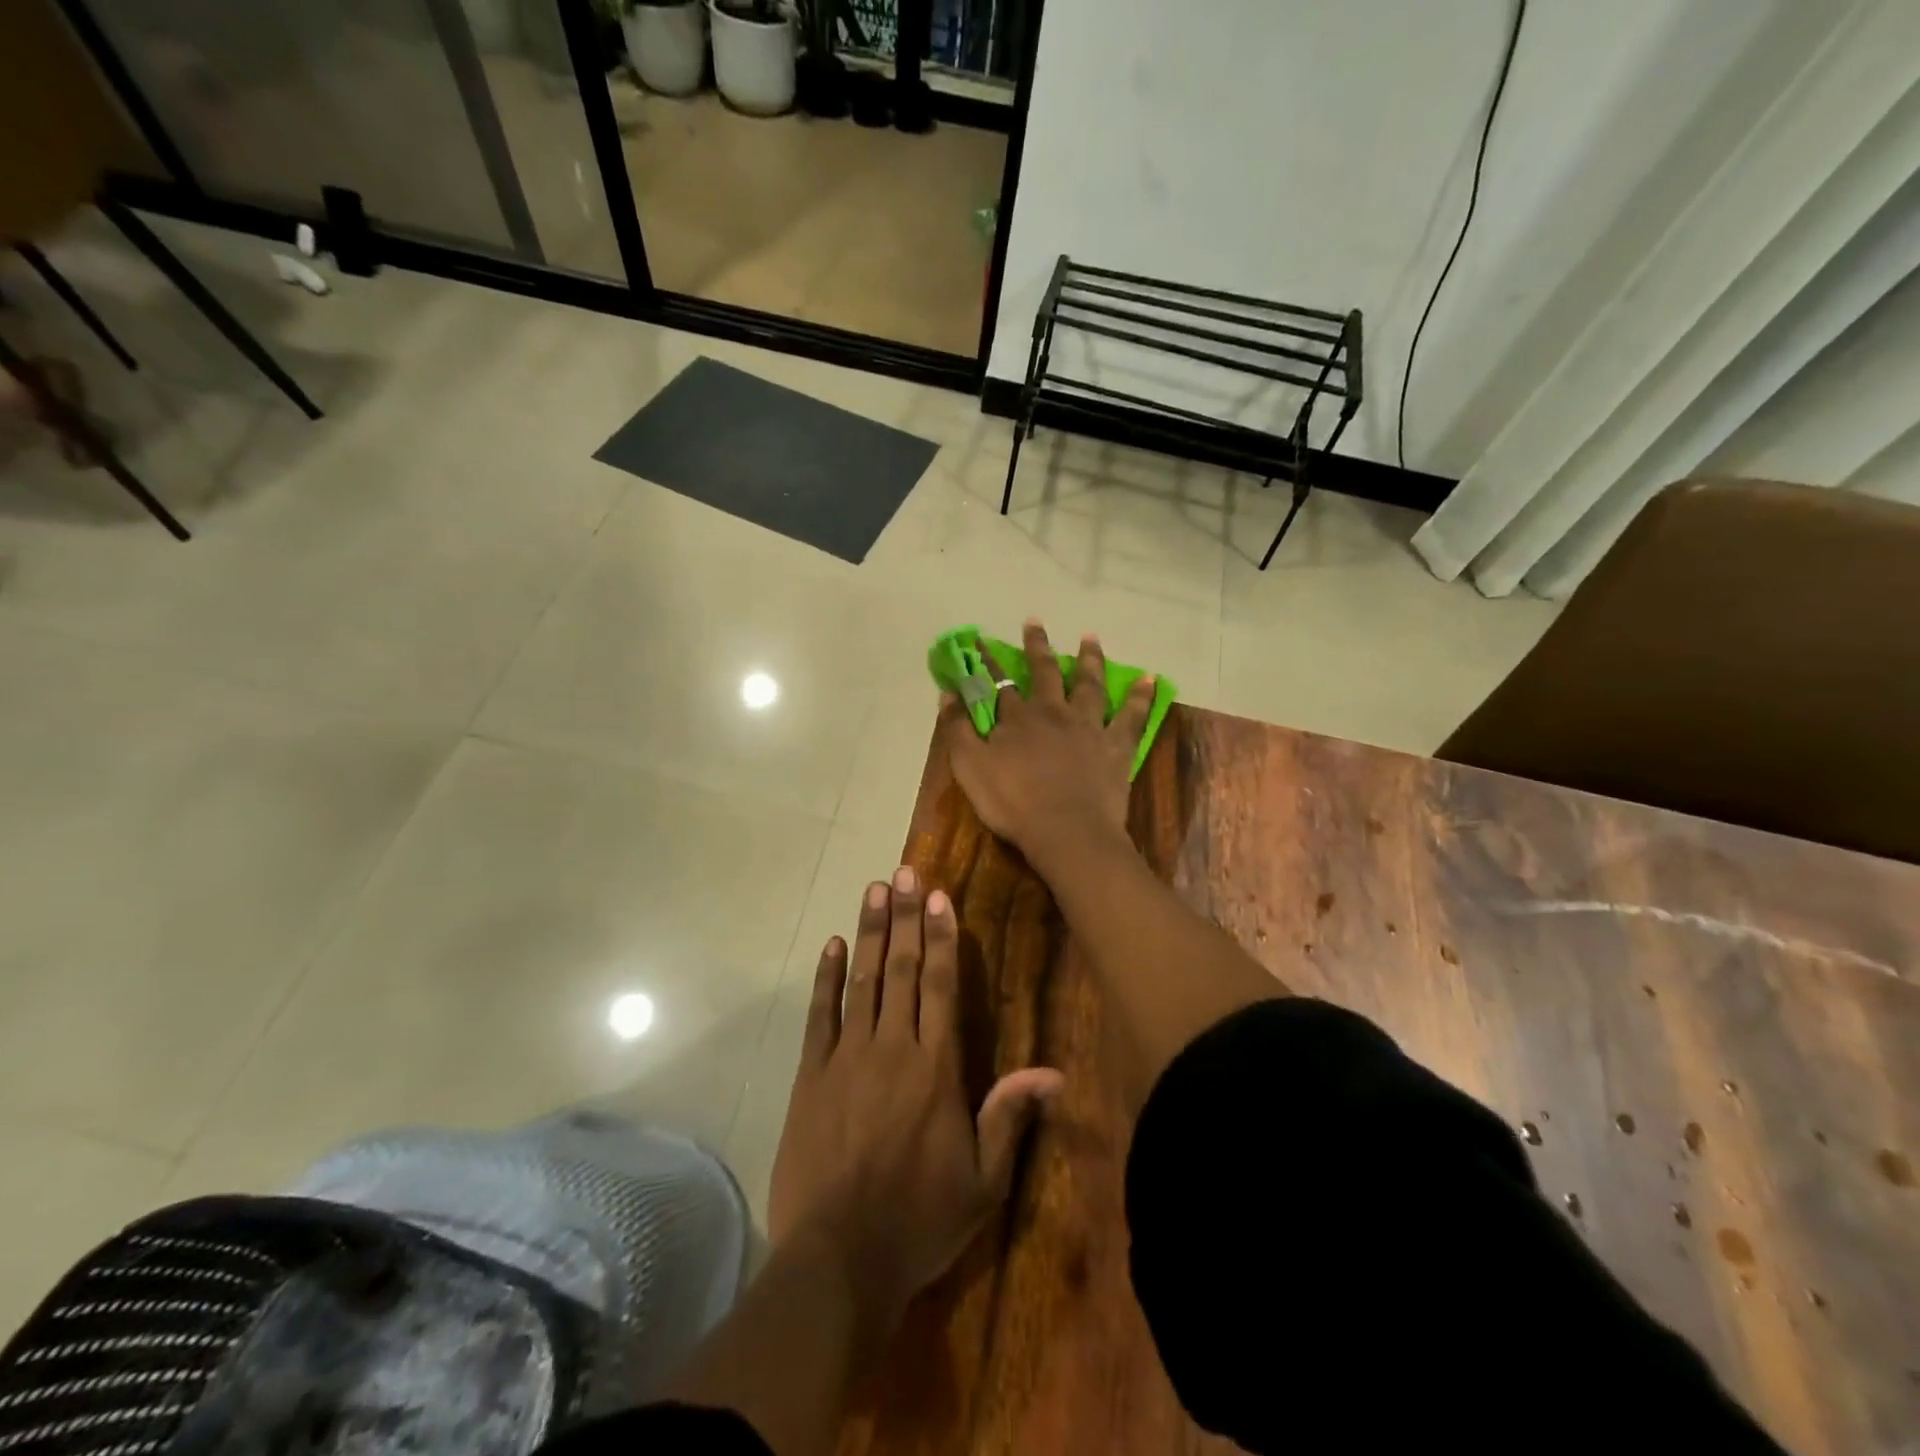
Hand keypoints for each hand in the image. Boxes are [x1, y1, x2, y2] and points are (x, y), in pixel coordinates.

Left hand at [768, 866, 1062, 1326]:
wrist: (839, 1260)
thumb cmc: (920, 1220)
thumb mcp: (983, 1182)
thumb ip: (1011, 1118)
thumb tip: (1053, 1072)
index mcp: (936, 1068)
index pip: (942, 985)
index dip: (943, 937)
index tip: (939, 896)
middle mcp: (892, 1048)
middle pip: (903, 969)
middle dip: (906, 917)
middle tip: (904, 871)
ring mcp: (847, 1058)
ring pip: (863, 980)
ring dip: (871, 932)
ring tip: (874, 890)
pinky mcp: (810, 1076)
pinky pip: (820, 1015)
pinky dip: (826, 978)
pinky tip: (831, 946)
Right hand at [939, 619, 1155, 856]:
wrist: (1065, 830)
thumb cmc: (1012, 803)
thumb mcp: (970, 768)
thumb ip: (958, 729)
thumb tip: (948, 693)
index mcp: (1017, 718)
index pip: (1000, 684)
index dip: (989, 664)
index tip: (982, 642)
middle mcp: (1053, 712)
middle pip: (1045, 672)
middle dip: (1038, 647)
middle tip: (1035, 622)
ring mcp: (1088, 726)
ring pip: (1089, 684)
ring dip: (1089, 659)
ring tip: (1090, 637)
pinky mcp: (1116, 746)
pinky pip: (1132, 716)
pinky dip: (1141, 696)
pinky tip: (1151, 679)